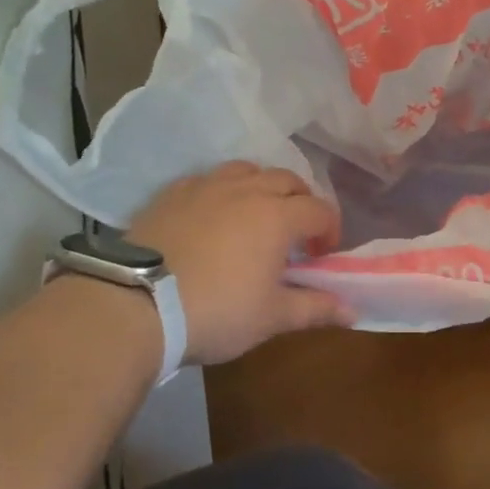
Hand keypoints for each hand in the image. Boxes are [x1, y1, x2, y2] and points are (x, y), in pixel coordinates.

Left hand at [127, 162, 351, 364]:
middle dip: (301, 202)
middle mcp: (246, 190)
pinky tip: (213, 215)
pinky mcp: (171, 194)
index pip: (320, 210)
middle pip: (287, 180)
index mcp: (278, 216)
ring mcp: (205, 187)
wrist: (135, 305)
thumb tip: (354, 312)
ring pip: (246, 171)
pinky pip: (207, 179)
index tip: (323, 255)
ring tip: (256, 216)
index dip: (329, 230)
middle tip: (296, 234)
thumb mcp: (271, 317)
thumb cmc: (216, 311)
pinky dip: (222, 191)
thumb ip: (315, 309)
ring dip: (262, 188)